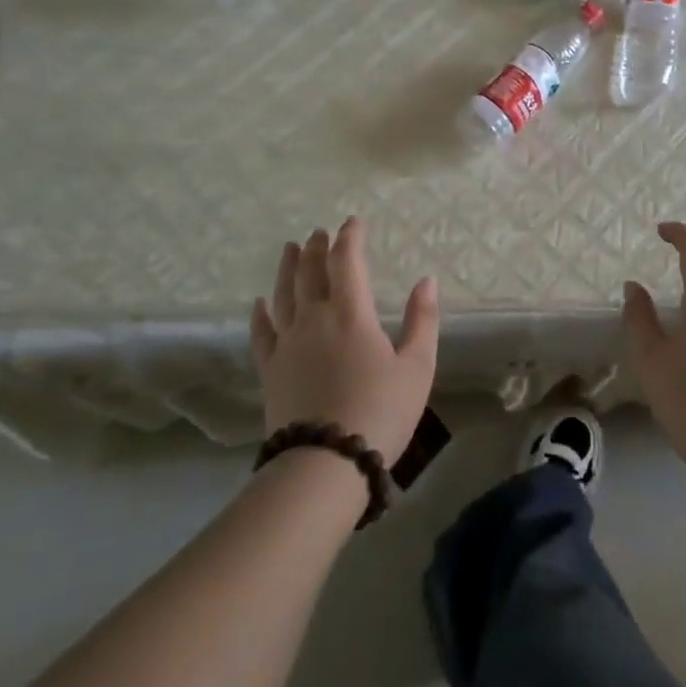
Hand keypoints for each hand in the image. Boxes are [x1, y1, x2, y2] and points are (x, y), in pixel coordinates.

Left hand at [250, 217, 439, 461]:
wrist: (326, 464)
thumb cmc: (380, 412)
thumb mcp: (417, 367)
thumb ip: (422, 320)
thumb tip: (427, 280)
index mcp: (351, 314)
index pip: (346, 261)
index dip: (350, 238)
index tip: (353, 222)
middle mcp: (314, 318)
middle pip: (311, 272)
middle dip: (317, 247)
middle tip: (319, 232)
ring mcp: (287, 343)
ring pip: (283, 294)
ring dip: (288, 267)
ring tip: (291, 248)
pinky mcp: (270, 369)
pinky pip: (261, 332)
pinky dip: (260, 313)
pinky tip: (258, 303)